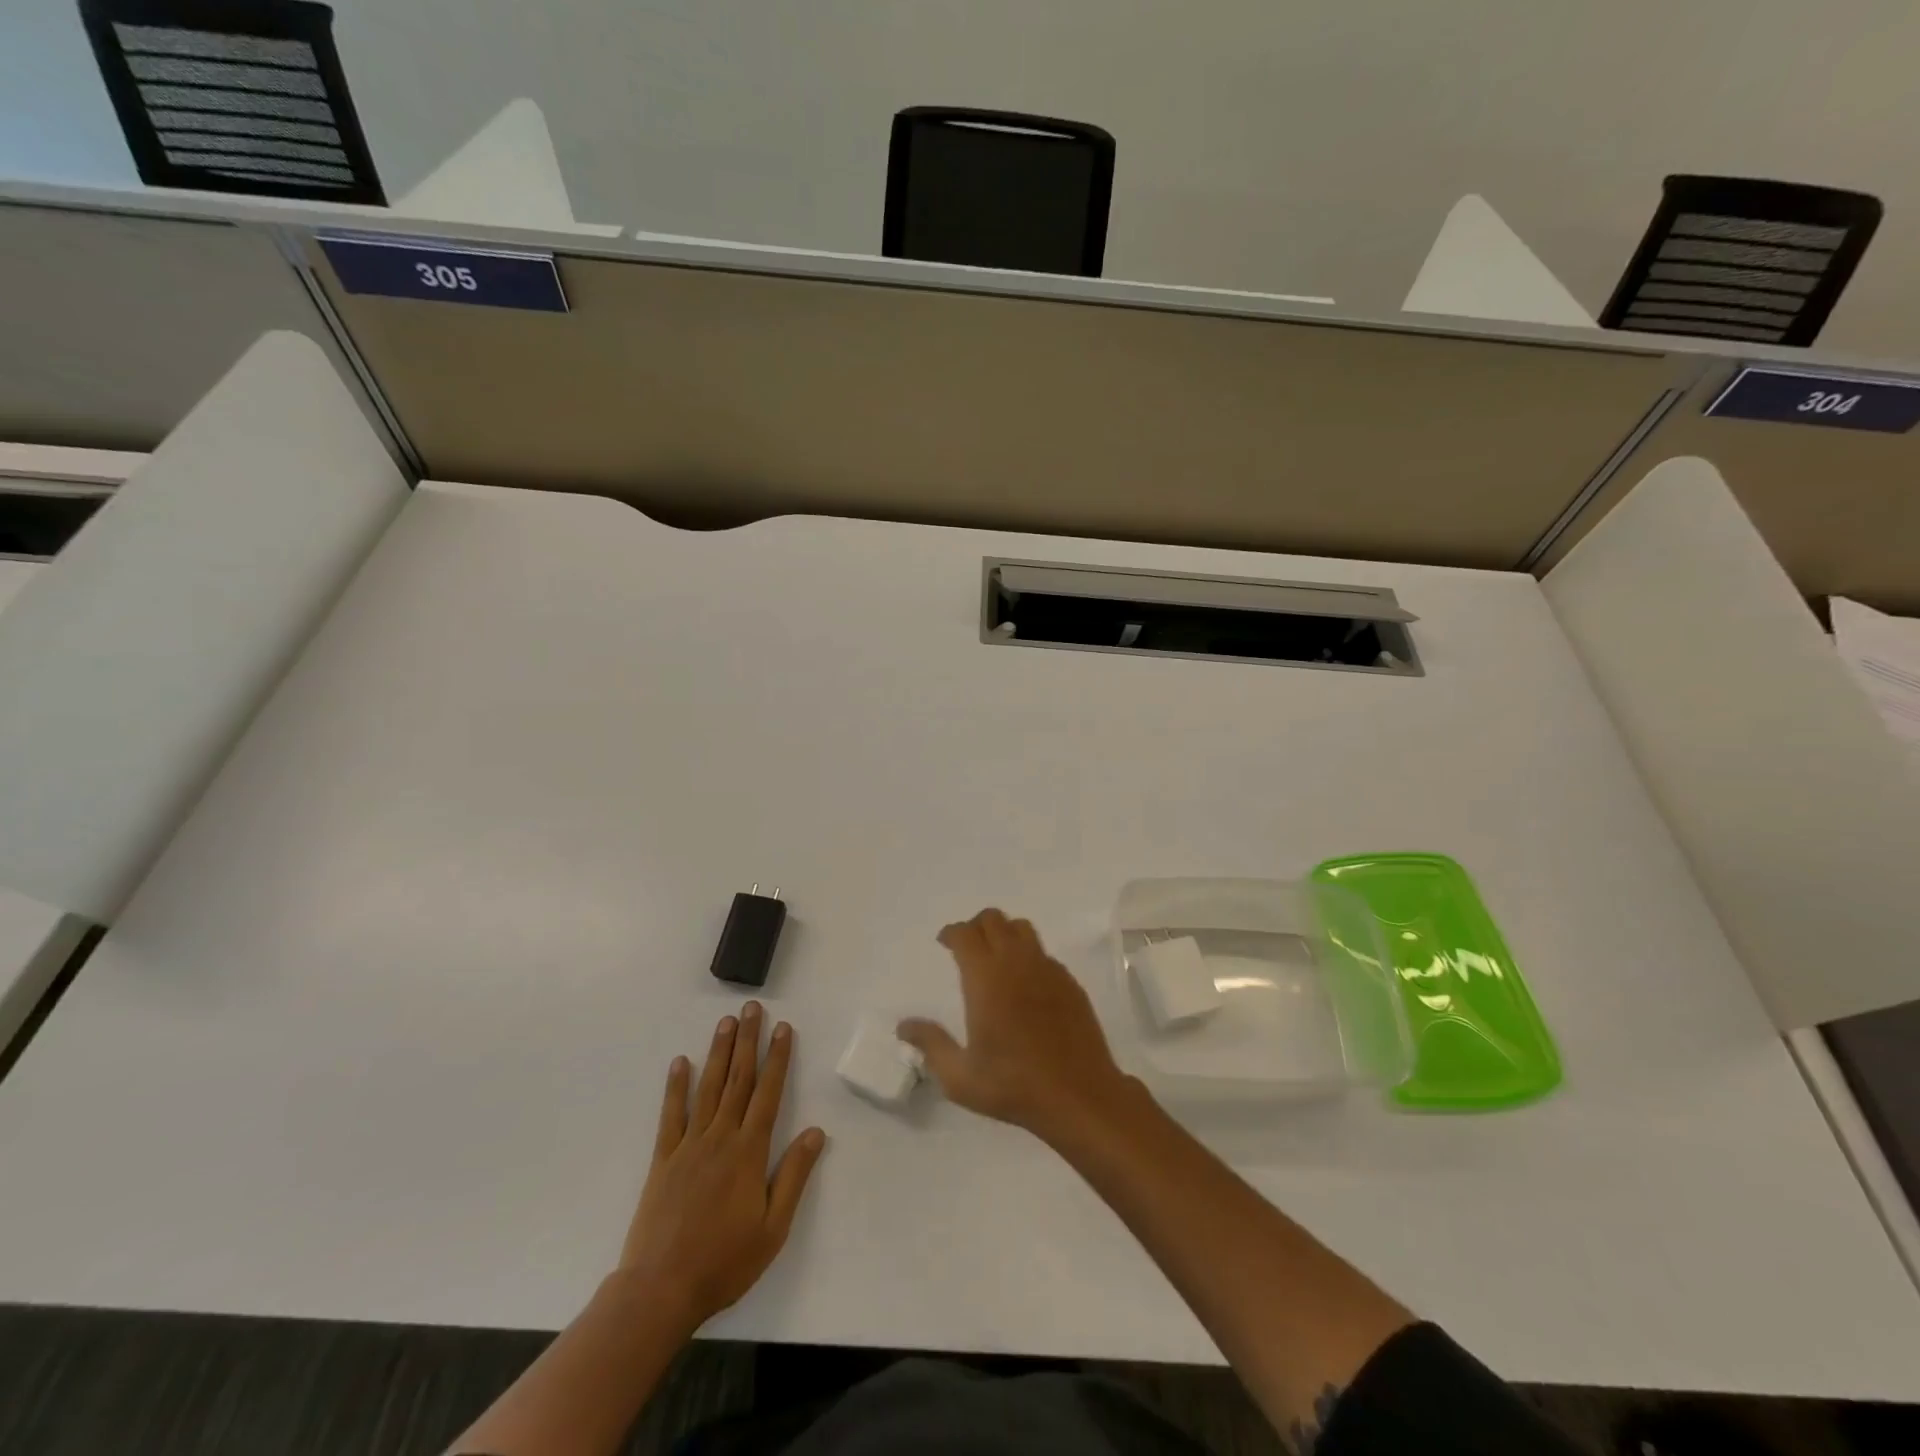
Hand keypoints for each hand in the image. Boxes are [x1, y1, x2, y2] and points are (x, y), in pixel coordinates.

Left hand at [618, 1002, 826, 1330]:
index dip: (778, 1058)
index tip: (784, 1028)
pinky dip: (676, 1086)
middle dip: (748, 1041)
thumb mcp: (773, 1227)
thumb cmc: (724, 1262)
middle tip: (752, 1008)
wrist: (660, 1290)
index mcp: (749, 1151)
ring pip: (708, 1088)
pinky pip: (671, 1115)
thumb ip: (794, 1176)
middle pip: (738, 1079)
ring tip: (726, 1022)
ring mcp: (689, 1145)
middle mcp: (721, 1137)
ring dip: (719, 1052)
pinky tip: (681, 1062)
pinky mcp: (663, 1160)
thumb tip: (816, 1131)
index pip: (768, 1093)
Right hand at [899, 908, 1135, 1145]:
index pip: (965, 934)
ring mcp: (1047, 969)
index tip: (944, 943)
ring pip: (1022, 928)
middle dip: (976, 926)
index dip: (951, 933)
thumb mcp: (960, 1077)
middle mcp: (1016, 962)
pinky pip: (1043, 952)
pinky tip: (1025, 984)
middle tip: (967, 947)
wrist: (1079, 1095)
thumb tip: (904, 1026)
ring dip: (1004, 933)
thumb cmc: (1013, 1086)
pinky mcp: (1069, 981)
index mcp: (985, 978)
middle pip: (993, 919)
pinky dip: (1028, 955)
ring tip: (996, 957)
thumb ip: (931, 1045)